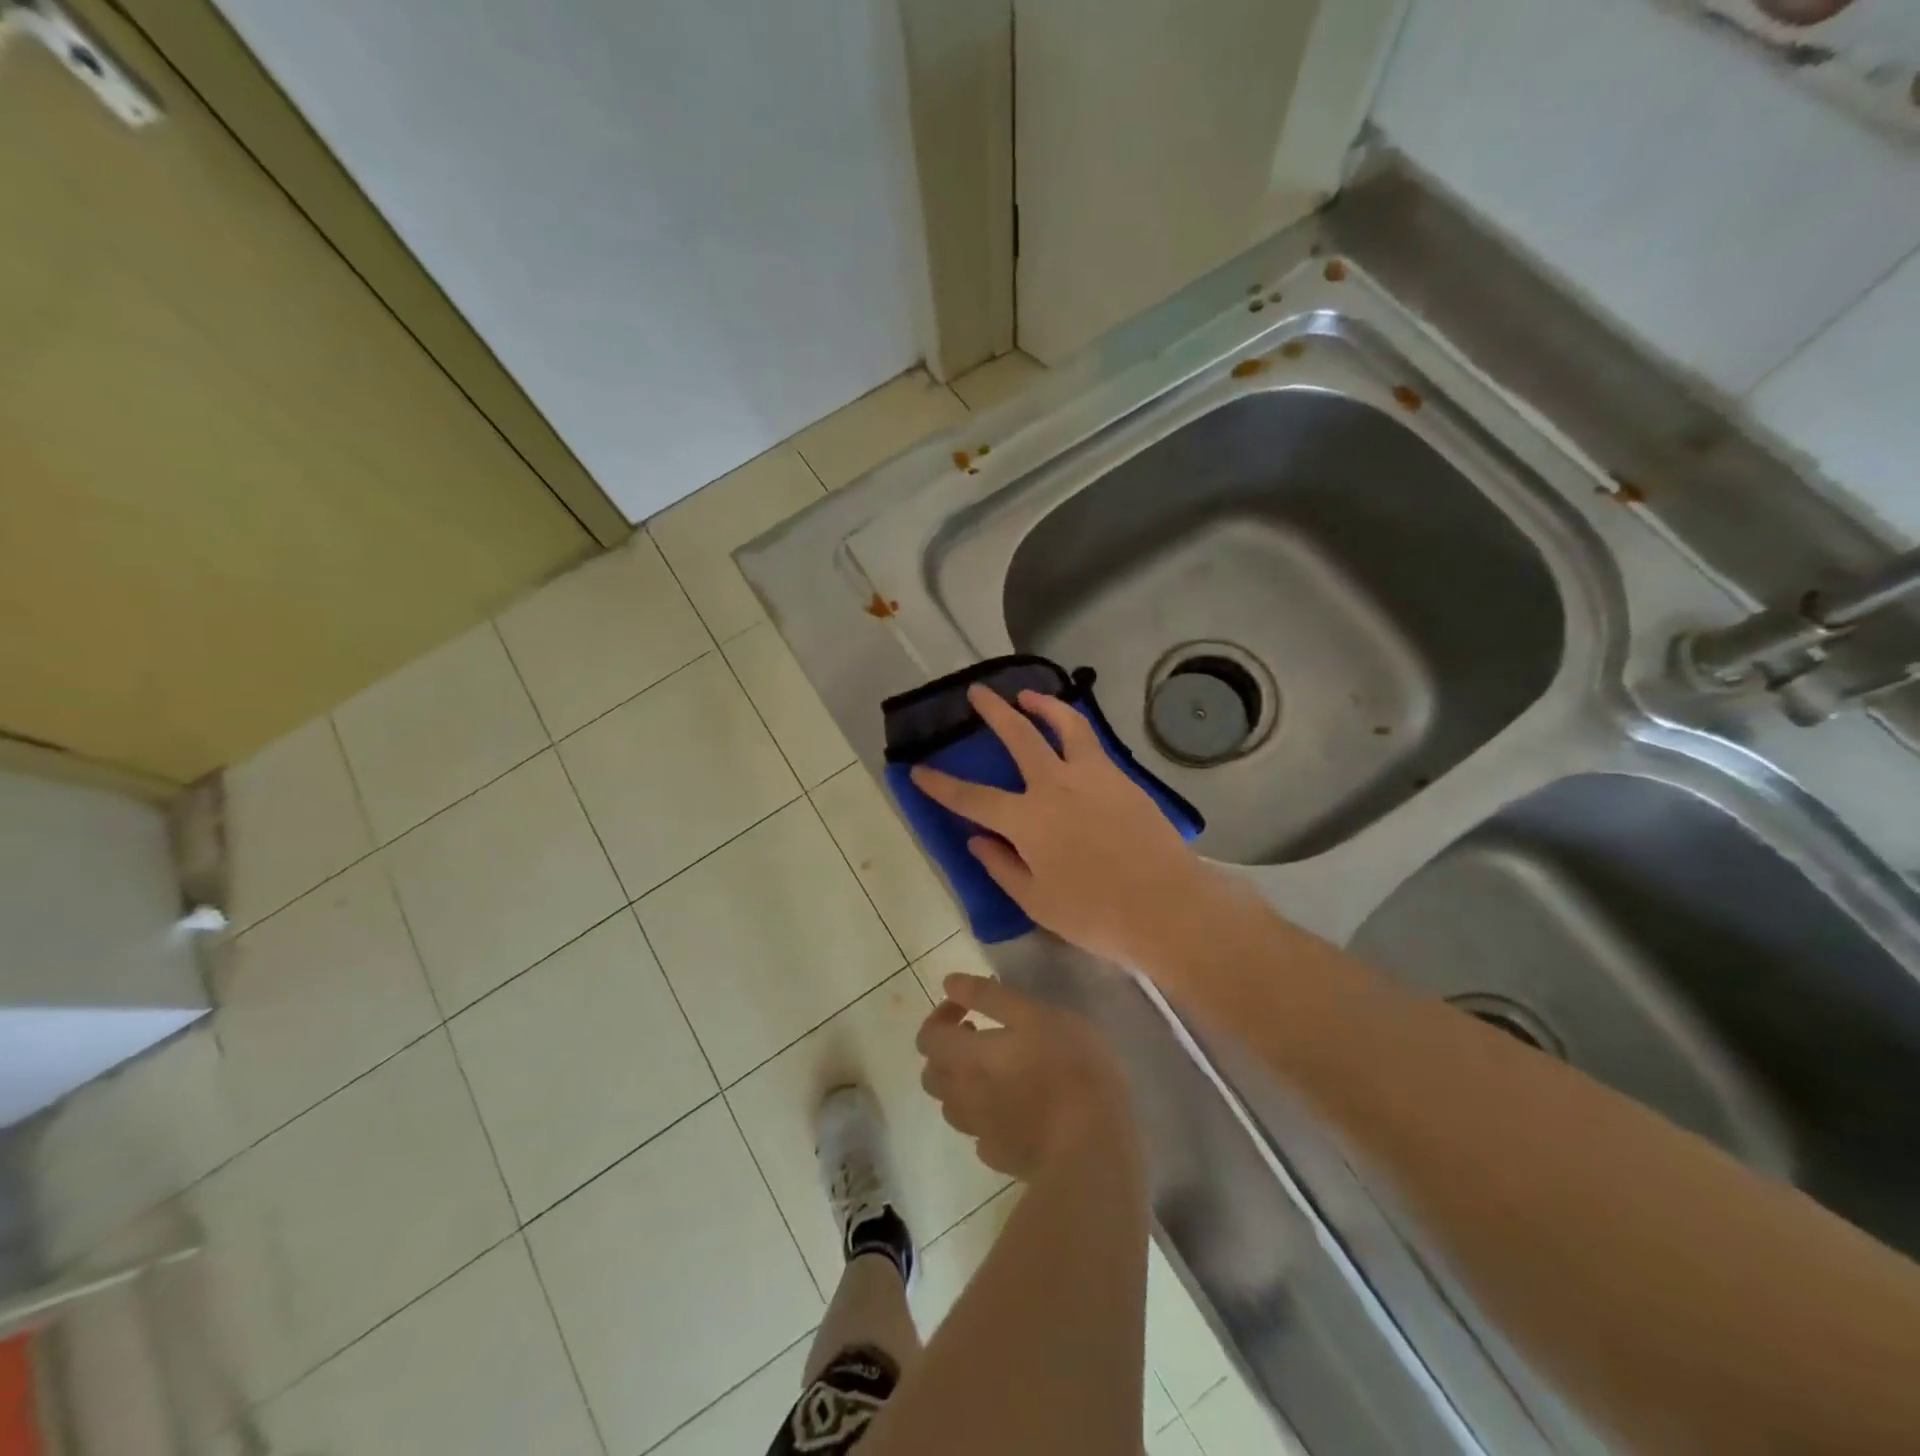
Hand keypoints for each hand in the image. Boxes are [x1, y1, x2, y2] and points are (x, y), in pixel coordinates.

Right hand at [909, 684, 1208, 964]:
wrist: (1168, 907)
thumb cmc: (1096, 915)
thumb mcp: (1036, 902)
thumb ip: (1002, 866)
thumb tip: (977, 840)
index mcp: (1027, 820)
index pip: (973, 798)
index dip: (941, 784)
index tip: (917, 769)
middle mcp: (1055, 786)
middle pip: (1018, 737)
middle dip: (993, 711)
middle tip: (977, 692)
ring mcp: (1093, 777)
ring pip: (1065, 725)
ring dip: (1042, 704)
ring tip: (1028, 694)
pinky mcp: (1122, 779)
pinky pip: (1092, 742)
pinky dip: (1074, 727)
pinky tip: (1070, 732)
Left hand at [917, 974, 1132, 1178]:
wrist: (1094, 1146)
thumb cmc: (1070, 1067)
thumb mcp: (1035, 1014)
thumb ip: (989, 997)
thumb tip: (949, 983)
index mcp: (968, 1059)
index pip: (928, 1037)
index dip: (941, 1016)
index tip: (967, 1010)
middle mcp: (964, 1097)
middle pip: (932, 1074)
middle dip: (947, 1051)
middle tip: (979, 1038)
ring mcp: (981, 1133)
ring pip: (952, 1106)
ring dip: (962, 1084)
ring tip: (995, 1073)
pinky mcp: (1002, 1159)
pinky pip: (979, 1135)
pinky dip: (986, 1117)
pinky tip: (1014, 1110)